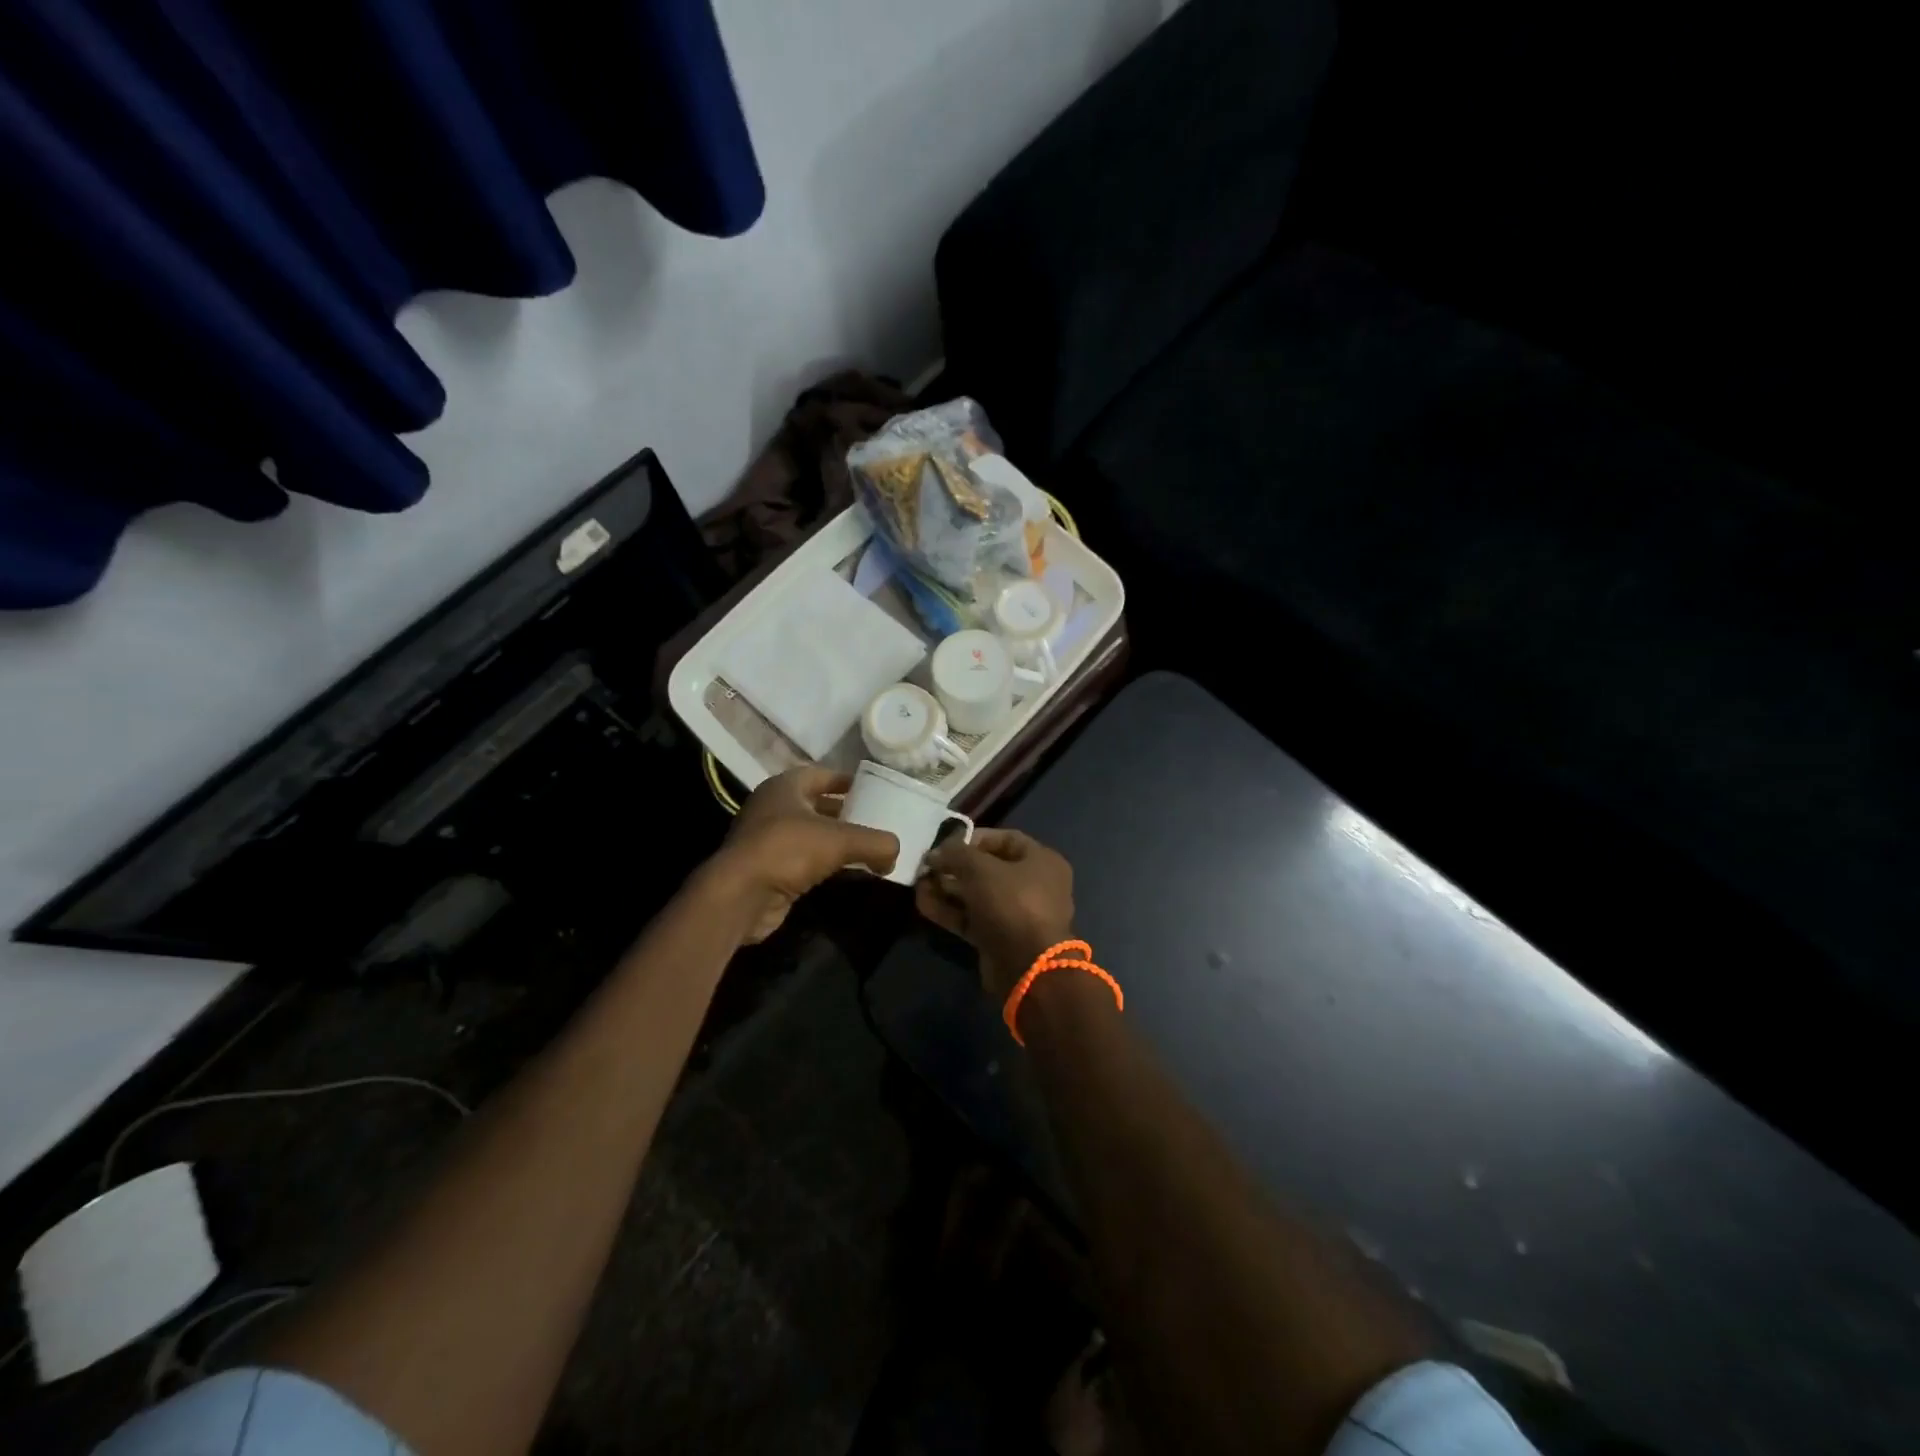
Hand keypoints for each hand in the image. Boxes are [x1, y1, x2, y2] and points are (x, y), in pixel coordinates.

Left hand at [712, 767, 898, 942]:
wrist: (740, 896)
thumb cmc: (787, 850)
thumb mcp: (840, 840)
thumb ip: (876, 842)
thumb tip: (896, 852)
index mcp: (785, 786)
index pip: (822, 775)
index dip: (848, 781)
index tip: (874, 789)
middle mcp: (773, 807)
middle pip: (817, 804)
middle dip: (846, 812)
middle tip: (876, 821)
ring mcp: (767, 839)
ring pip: (811, 834)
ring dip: (837, 841)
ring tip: (869, 848)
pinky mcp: (768, 869)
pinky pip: (804, 860)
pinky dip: (826, 863)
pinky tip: (848, 872)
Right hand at [914, 829, 1076, 998]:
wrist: (1027, 967)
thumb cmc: (1011, 903)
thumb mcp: (981, 868)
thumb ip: (957, 853)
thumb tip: (937, 852)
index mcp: (1041, 861)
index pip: (1006, 839)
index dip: (974, 838)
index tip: (945, 842)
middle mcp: (1033, 885)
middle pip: (988, 868)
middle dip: (955, 866)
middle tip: (927, 866)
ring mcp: (1016, 914)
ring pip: (976, 895)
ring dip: (947, 889)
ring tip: (918, 883)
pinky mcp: (999, 938)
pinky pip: (971, 918)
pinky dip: (949, 911)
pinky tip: (922, 903)